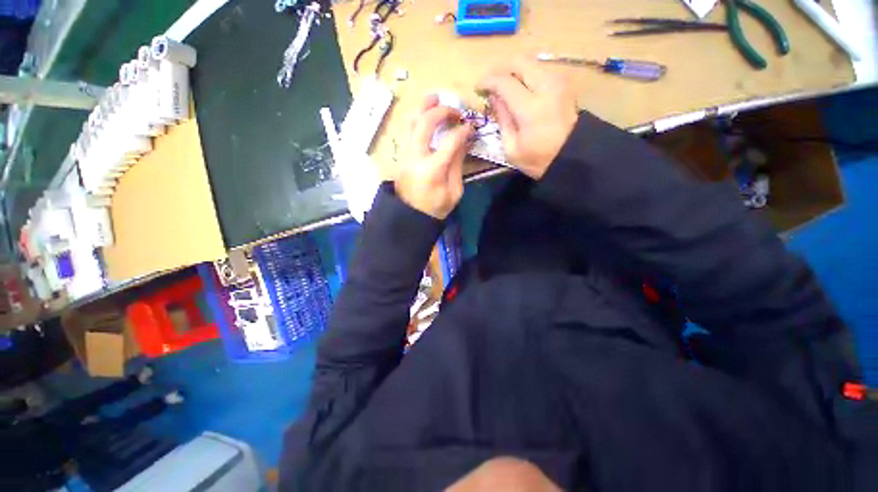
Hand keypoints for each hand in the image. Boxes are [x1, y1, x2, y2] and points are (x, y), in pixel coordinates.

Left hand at [395, 95, 473, 219]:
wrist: (410, 216)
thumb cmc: (435, 207)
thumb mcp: (454, 191)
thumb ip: (457, 165)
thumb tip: (462, 141)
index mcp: (433, 169)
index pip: (450, 141)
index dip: (463, 131)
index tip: (470, 127)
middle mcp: (416, 157)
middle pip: (426, 123)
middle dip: (441, 111)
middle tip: (454, 110)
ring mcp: (405, 154)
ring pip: (412, 123)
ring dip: (423, 108)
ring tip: (434, 97)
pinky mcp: (401, 155)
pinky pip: (408, 131)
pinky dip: (417, 119)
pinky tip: (424, 114)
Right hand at [477, 59, 578, 178]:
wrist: (573, 158)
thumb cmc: (538, 159)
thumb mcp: (512, 148)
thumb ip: (502, 119)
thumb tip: (493, 97)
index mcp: (531, 108)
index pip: (504, 81)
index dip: (487, 81)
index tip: (478, 88)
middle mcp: (546, 87)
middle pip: (520, 61)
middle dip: (500, 69)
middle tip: (491, 83)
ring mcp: (559, 82)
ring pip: (531, 62)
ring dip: (514, 71)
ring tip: (504, 87)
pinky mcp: (565, 83)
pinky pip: (541, 69)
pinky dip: (527, 74)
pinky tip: (520, 88)